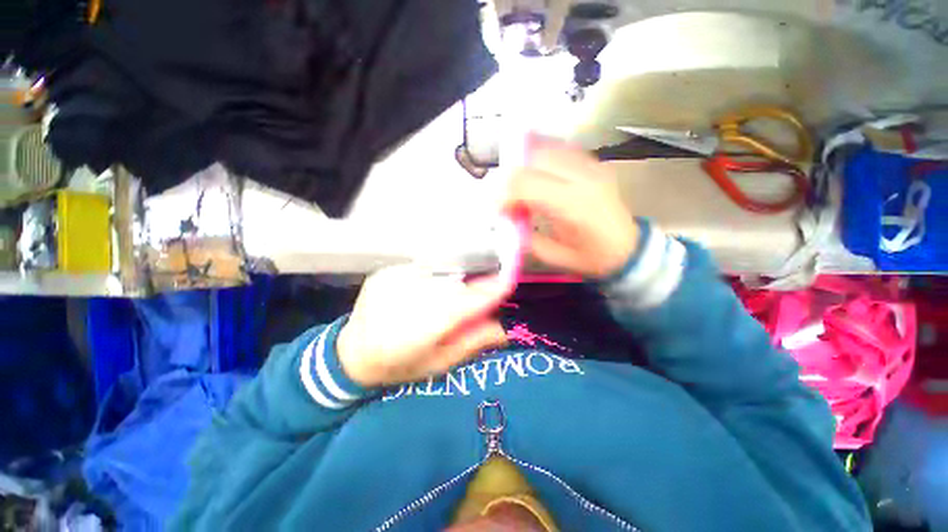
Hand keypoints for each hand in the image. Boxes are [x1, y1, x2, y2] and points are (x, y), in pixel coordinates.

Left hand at [337, 265, 511, 387]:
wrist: (352, 354)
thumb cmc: (399, 365)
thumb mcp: (439, 364)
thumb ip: (471, 343)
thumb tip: (503, 329)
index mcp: (420, 330)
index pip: (464, 304)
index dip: (488, 291)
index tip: (507, 282)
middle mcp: (406, 301)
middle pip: (453, 287)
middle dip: (470, 291)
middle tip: (478, 297)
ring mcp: (392, 282)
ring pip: (438, 277)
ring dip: (451, 286)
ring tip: (445, 301)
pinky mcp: (384, 273)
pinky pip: (421, 270)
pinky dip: (432, 279)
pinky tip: (426, 294)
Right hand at [504, 137, 639, 279]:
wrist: (627, 248)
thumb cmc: (591, 258)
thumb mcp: (553, 256)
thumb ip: (525, 236)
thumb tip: (506, 219)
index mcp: (573, 205)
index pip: (526, 183)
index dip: (504, 193)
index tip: (497, 208)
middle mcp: (583, 178)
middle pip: (534, 160)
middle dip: (511, 178)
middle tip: (505, 197)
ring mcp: (591, 166)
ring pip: (546, 149)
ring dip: (525, 165)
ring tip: (519, 186)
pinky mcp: (594, 163)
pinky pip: (561, 149)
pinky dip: (542, 157)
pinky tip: (536, 173)